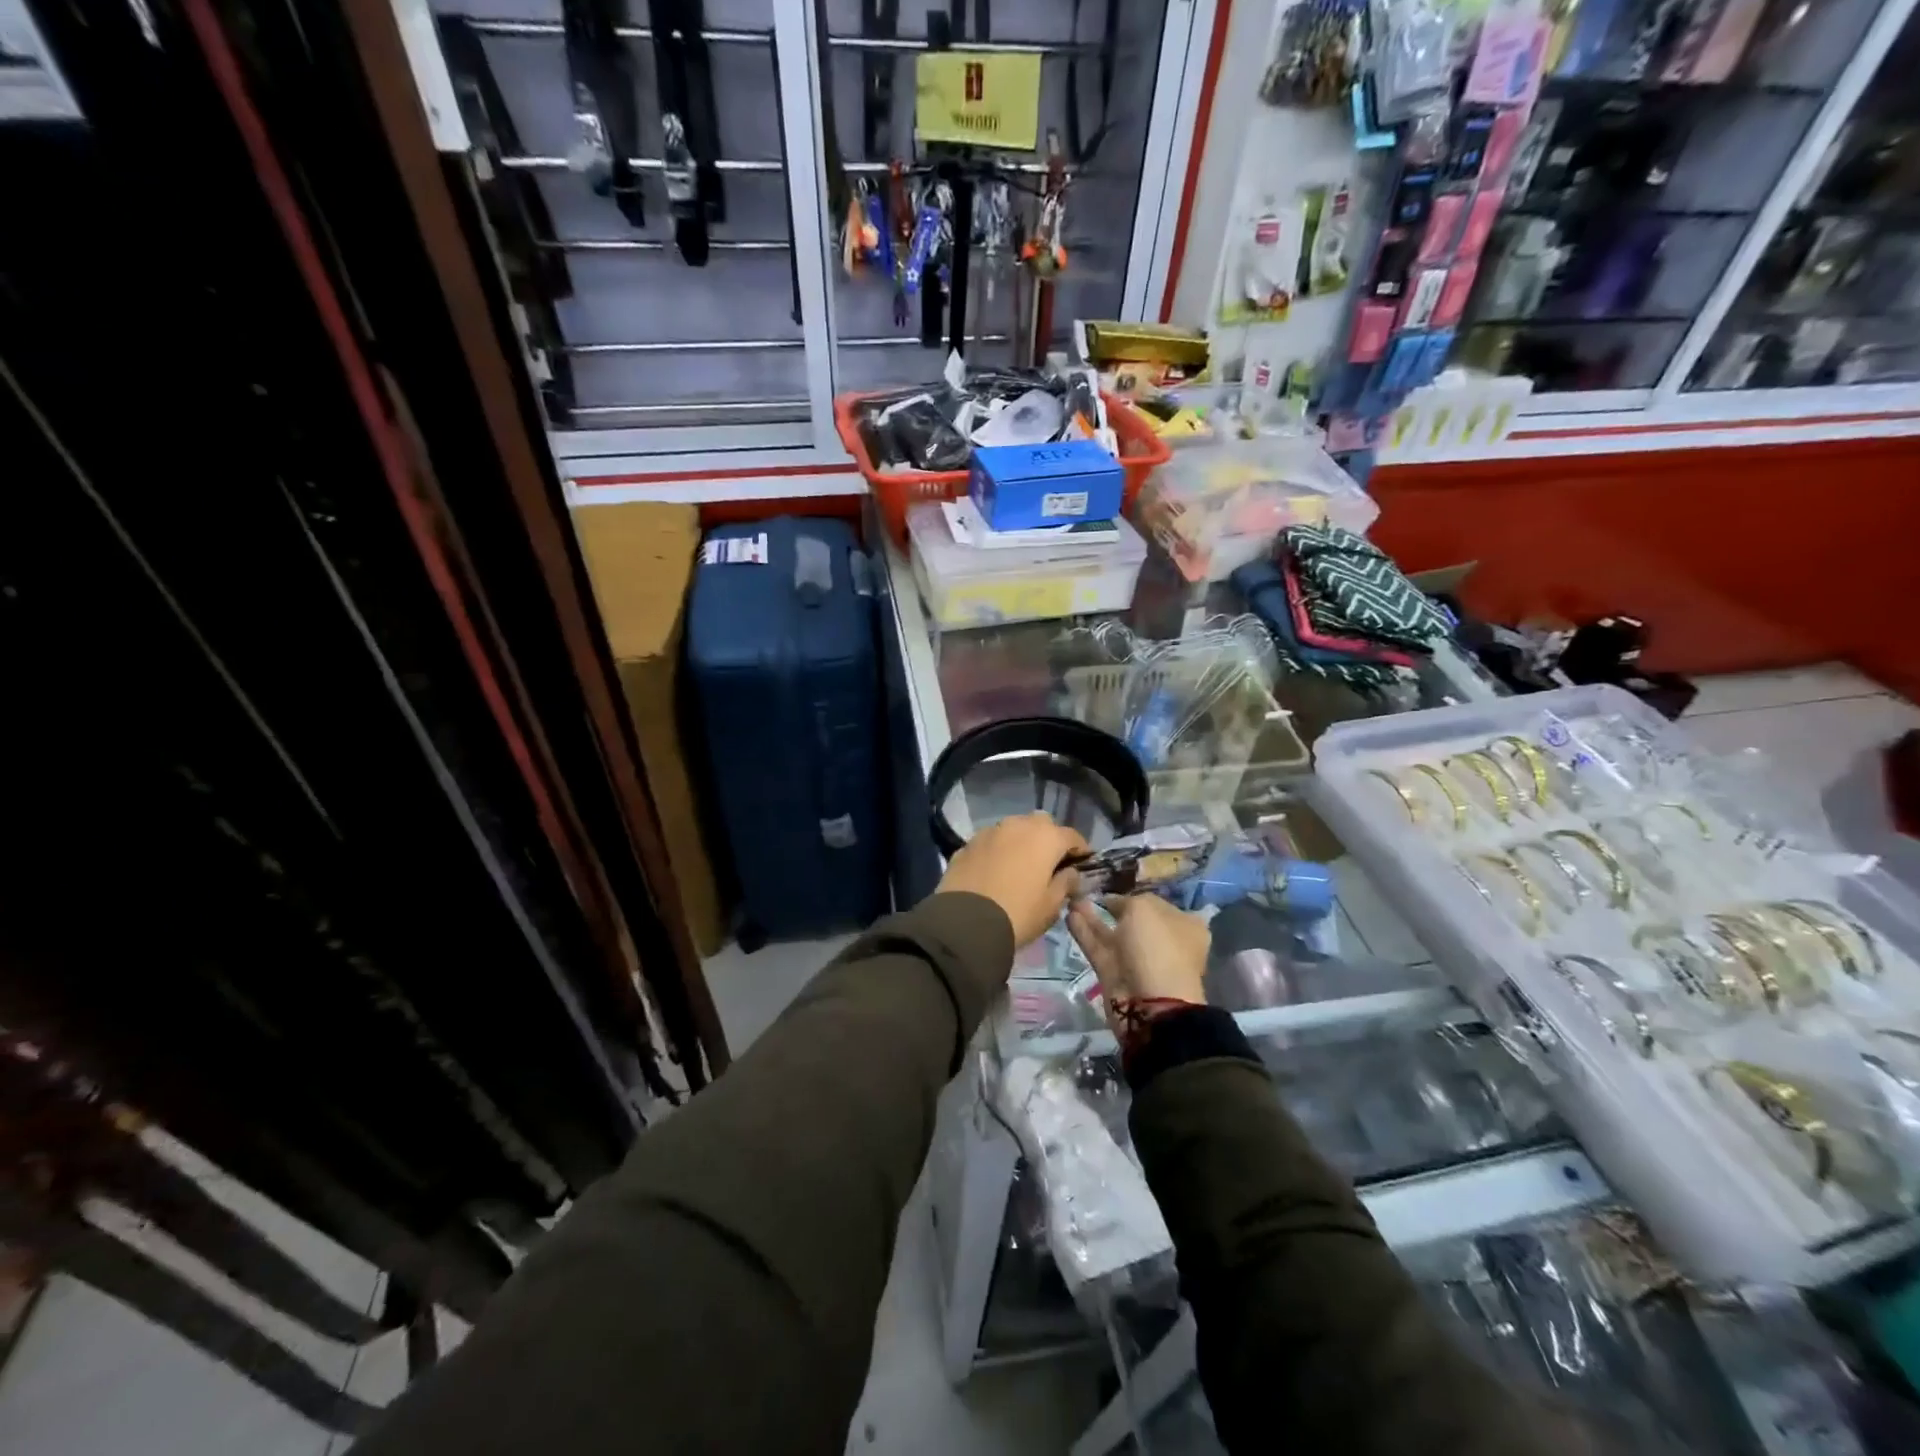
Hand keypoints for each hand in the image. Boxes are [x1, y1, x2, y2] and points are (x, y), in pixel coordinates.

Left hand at [936, 812, 1088, 947]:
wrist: (965, 923)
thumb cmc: (1018, 913)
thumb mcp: (1051, 905)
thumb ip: (1066, 883)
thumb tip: (1071, 873)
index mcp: (1046, 837)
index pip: (1072, 836)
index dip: (1080, 850)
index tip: (1082, 865)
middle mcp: (1018, 825)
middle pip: (1041, 824)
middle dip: (1048, 839)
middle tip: (1049, 863)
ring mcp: (990, 831)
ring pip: (1013, 829)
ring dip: (1020, 841)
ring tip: (1020, 865)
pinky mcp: (967, 843)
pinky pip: (991, 842)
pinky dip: (998, 850)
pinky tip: (995, 870)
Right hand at [1068, 895, 1210, 1024]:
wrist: (1151, 1003)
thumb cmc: (1157, 947)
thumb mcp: (1144, 908)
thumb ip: (1126, 900)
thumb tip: (1114, 903)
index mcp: (1184, 926)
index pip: (1158, 905)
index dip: (1136, 895)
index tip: (1113, 886)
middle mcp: (1163, 943)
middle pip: (1134, 921)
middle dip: (1111, 906)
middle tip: (1088, 891)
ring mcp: (1138, 961)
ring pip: (1113, 934)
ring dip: (1093, 918)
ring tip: (1072, 899)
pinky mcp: (1115, 974)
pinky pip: (1098, 947)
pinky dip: (1085, 932)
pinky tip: (1069, 915)